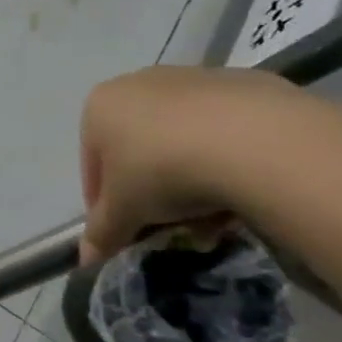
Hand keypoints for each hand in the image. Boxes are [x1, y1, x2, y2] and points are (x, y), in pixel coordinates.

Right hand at [77, 66, 306, 262]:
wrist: (255, 139)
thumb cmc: (162, 170)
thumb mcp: (124, 212)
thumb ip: (102, 233)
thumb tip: (86, 261)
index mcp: (100, 106)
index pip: (92, 165)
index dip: (105, 205)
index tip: (125, 232)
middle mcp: (140, 83)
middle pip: (138, 151)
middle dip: (152, 193)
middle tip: (170, 226)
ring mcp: (194, 79)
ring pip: (182, 142)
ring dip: (190, 181)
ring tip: (212, 218)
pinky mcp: (245, 84)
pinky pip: (224, 132)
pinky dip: (227, 160)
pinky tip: (243, 190)